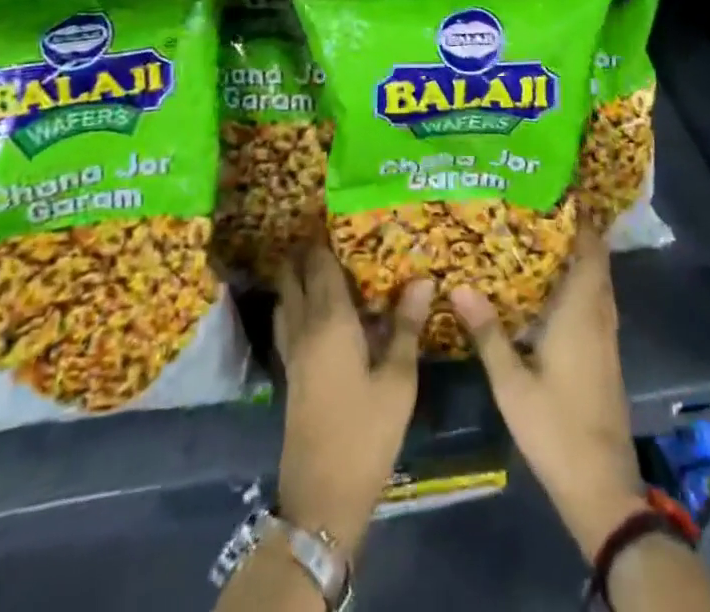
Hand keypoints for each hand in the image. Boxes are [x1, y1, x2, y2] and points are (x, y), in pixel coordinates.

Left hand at [274, 245, 432, 556]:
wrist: (320, 496)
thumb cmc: (365, 433)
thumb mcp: (398, 380)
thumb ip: (407, 326)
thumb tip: (422, 278)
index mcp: (330, 321)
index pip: (319, 264)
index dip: (323, 237)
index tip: (335, 212)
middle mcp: (304, 328)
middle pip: (294, 276)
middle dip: (304, 250)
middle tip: (330, 231)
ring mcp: (292, 352)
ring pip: (286, 298)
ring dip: (296, 275)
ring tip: (321, 260)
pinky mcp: (290, 373)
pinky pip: (288, 320)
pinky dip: (295, 301)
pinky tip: (316, 308)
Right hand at [451, 231, 648, 559]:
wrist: (601, 485)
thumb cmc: (556, 428)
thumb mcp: (512, 383)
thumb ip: (488, 332)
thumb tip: (460, 285)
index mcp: (581, 312)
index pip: (589, 249)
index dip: (580, 218)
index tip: (557, 190)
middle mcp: (599, 315)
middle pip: (595, 259)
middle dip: (575, 230)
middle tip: (538, 206)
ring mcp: (606, 335)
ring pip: (597, 280)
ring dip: (579, 255)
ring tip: (541, 235)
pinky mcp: (605, 353)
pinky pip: (595, 299)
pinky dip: (580, 280)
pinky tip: (551, 286)